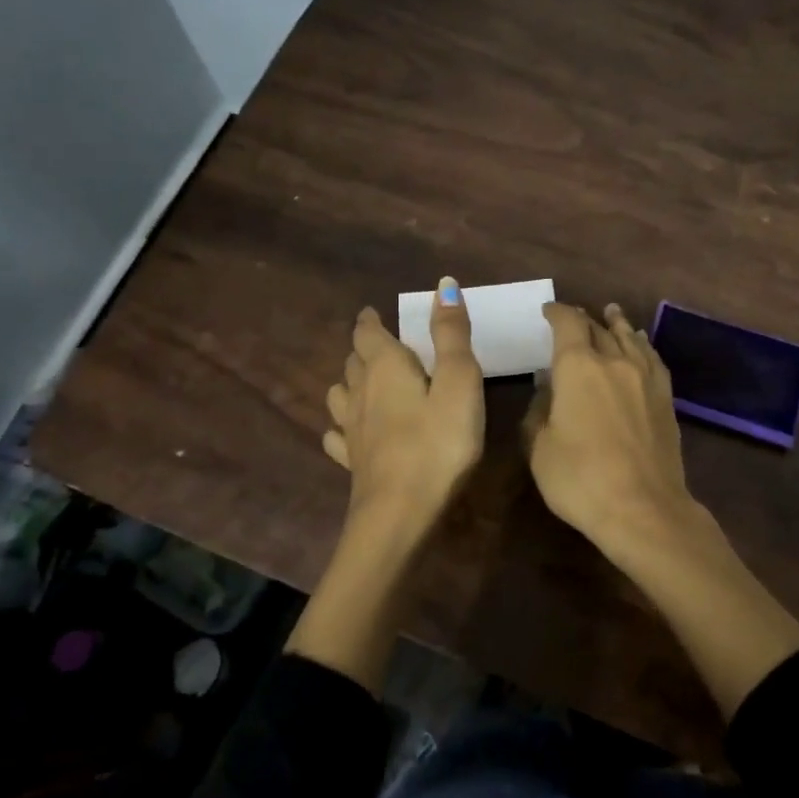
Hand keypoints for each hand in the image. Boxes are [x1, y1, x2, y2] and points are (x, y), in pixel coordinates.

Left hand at [321, 278, 483, 546]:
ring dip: (350, 383)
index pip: (368, 333)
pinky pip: (339, 435)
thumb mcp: (459, 382)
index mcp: (385, 367)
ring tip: (365, 383)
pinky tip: (351, 433)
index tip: (373, 313)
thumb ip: (452, 334)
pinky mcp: (352, 462)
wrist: (400, 514)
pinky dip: (343, 426)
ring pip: (340, 395)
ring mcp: (351, 430)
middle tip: (379, 345)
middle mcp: (360, 393)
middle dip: (364, 349)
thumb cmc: (438, 443)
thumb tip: (443, 283)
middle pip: (353, 361)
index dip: (370, 321)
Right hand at [523, 301, 710, 569]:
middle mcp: (614, 361)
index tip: (547, 311)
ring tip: (612, 312)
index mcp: (578, 367)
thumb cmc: (580, 479)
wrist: (643, 509)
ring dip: (616, 324)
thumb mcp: (539, 447)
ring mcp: (645, 378)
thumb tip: (548, 389)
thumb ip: (538, 410)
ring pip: (629, 338)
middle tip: (573, 317)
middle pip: (598, 328)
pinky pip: (652, 358)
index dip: (556, 313)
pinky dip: (643, 344)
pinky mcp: (665, 397)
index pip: (567, 324)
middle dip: (583, 320)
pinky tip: (641, 343)